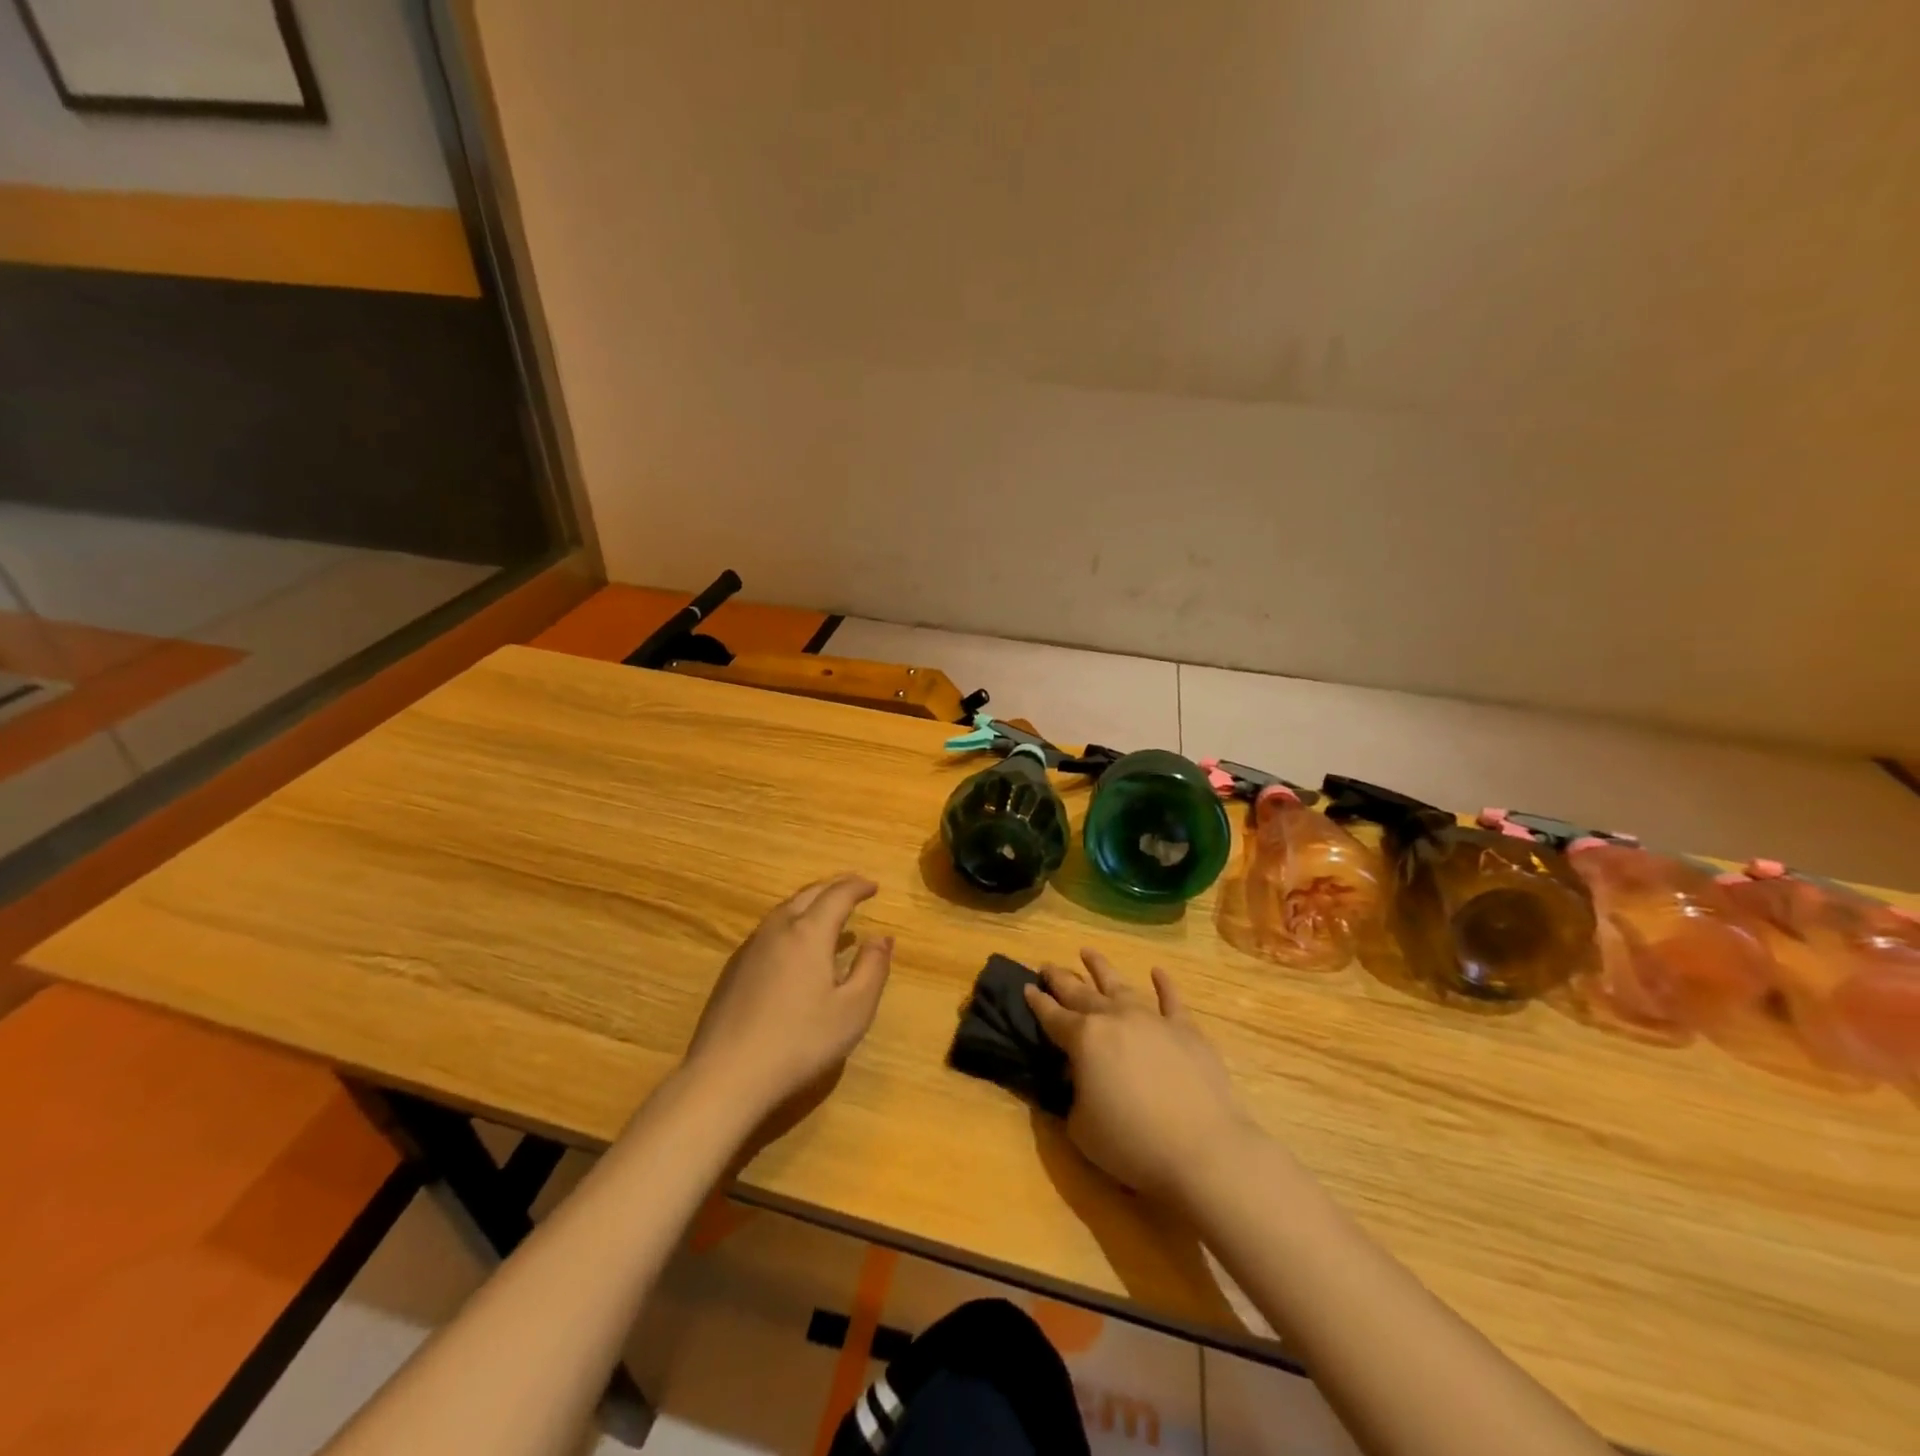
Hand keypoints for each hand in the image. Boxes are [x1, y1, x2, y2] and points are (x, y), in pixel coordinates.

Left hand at [681, 875, 893, 1120]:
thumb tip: (881, 937)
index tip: (874, 886)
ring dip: (810, 903)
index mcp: (809, 933)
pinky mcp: (734, 969)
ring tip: (827, 914)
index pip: (838, 895)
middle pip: (808, 894)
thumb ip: (872, 968)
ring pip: (784, 910)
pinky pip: (769, 930)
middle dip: (833, 887)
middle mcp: (778, 930)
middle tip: (853, 888)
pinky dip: (791, 923)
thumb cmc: (800, 1042)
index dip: (858, 886)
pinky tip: (794, 947)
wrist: (727, 1074)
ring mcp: (751, 948)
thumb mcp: (854, 1010)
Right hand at [1025, 950, 1253, 1201]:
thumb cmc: (1132, 1143)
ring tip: (1087, 952)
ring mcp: (1152, 1019)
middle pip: (1081, 993)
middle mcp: (1114, 1018)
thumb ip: (1073, 1096)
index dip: (1037, 1002)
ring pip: (1120, 985)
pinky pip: (1171, 999)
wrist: (1202, 1149)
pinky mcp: (1186, 1029)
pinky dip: (1164, 983)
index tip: (1027, 987)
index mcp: (1083, 1040)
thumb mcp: (1081, 1128)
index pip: (1052, 1016)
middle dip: (1061, 979)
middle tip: (1047, 966)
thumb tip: (1079, 1080)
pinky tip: (1157, 971)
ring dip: (1101, 968)